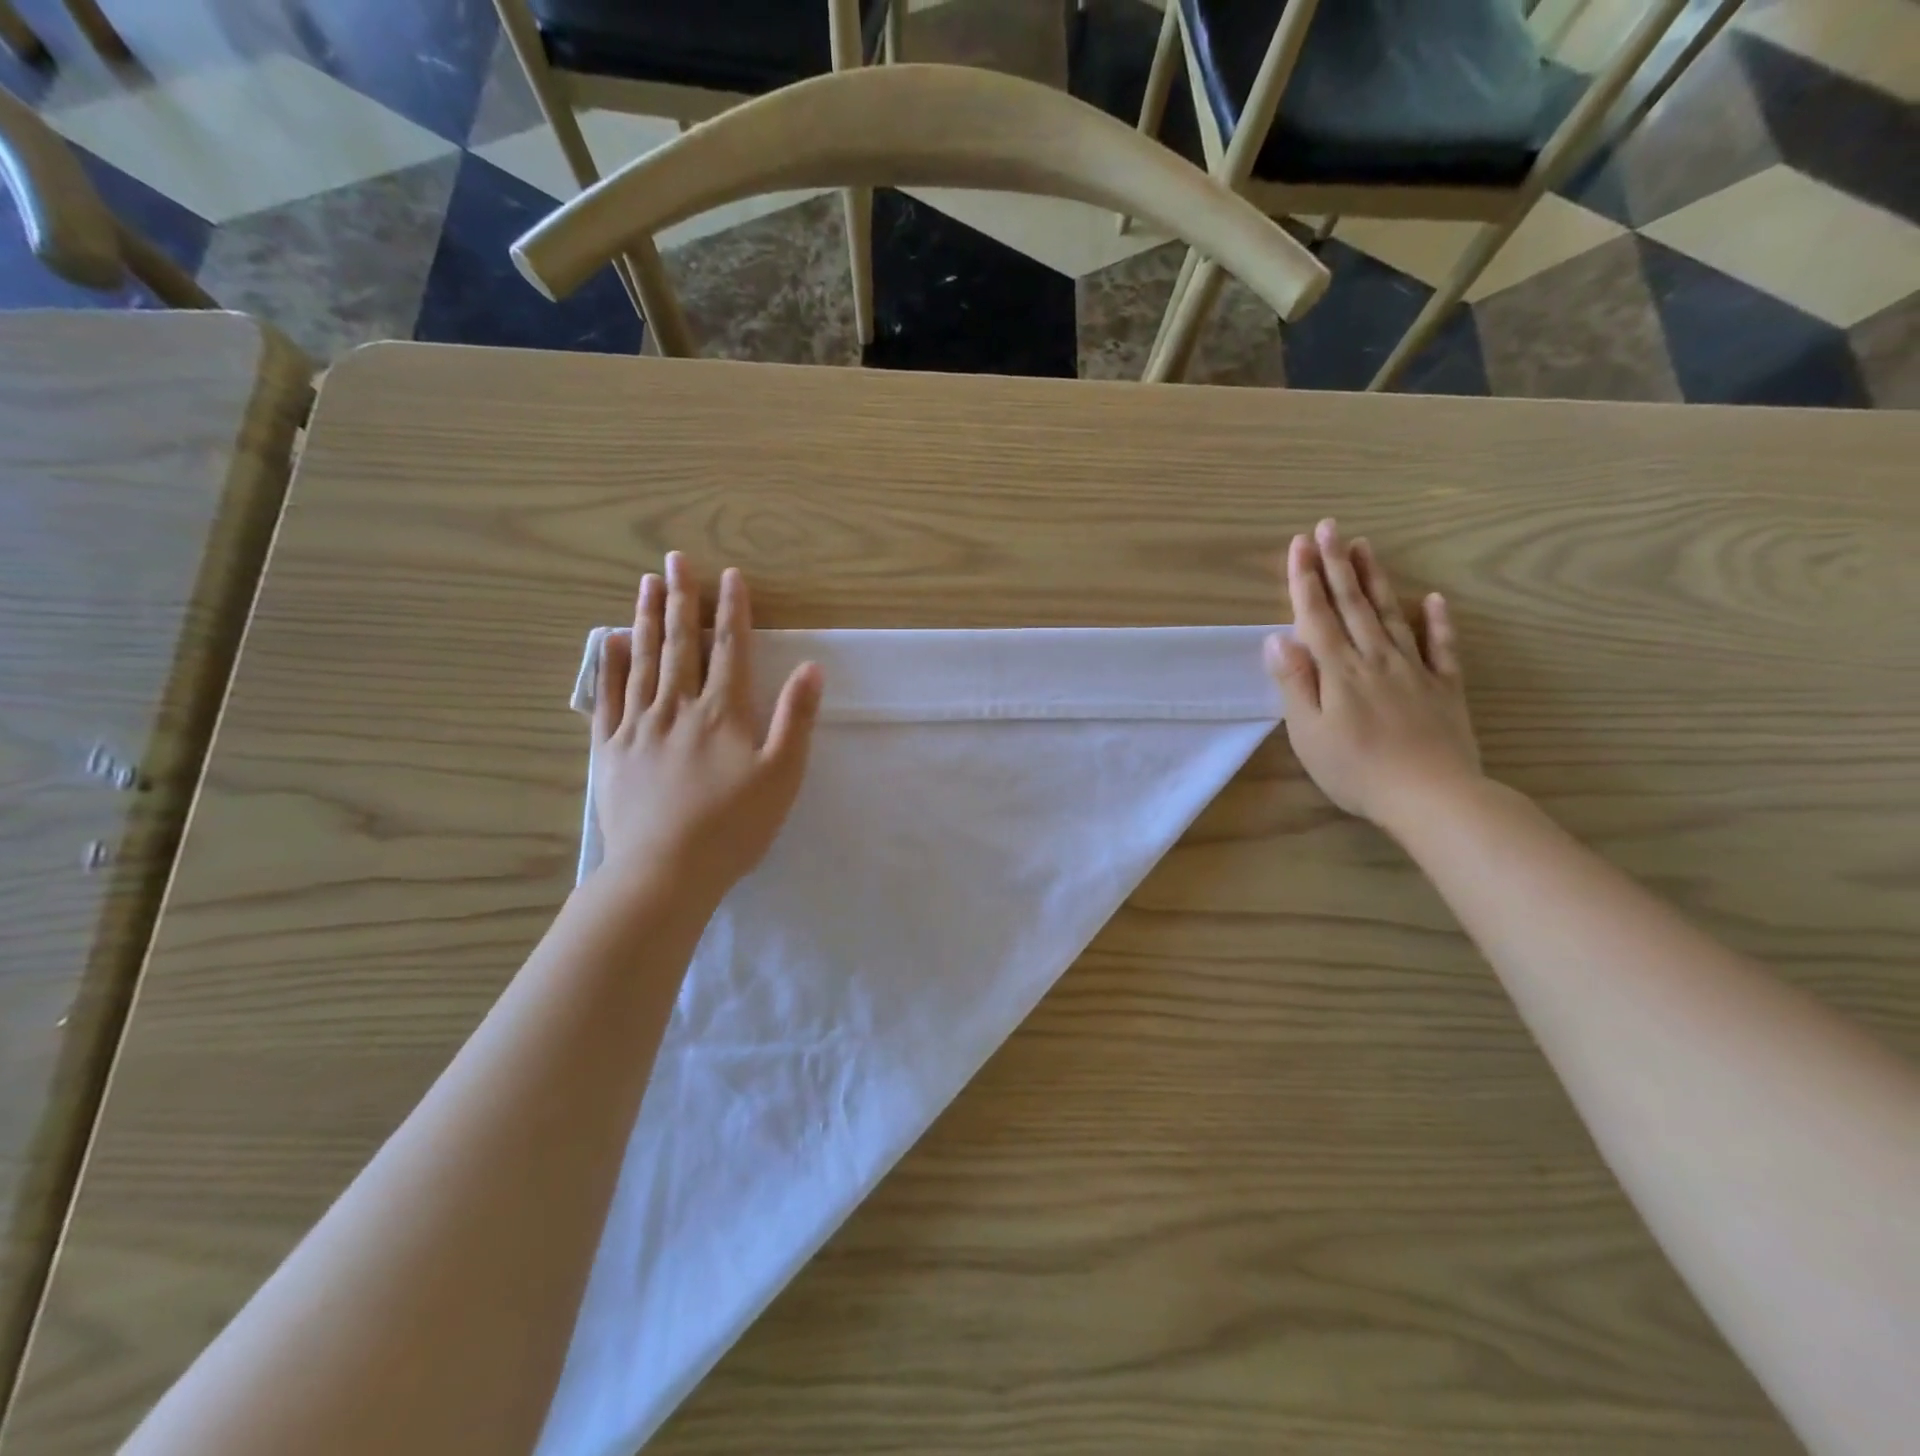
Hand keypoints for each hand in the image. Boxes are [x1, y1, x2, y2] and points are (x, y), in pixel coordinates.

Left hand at [592, 554, 821, 898]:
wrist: (665, 872)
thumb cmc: (733, 827)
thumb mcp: (782, 776)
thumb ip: (797, 719)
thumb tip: (811, 668)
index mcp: (723, 713)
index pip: (730, 649)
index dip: (732, 610)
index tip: (730, 575)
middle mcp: (678, 707)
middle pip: (680, 644)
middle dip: (681, 599)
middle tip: (675, 560)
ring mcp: (638, 726)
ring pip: (643, 661)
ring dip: (645, 619)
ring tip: (646, 584)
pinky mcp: (610, 750)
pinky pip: (608, 697)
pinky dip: (609, 666)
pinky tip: (609, 642)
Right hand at [1265, 520, 1480, 830]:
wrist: (1431, 797)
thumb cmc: (1356, 770)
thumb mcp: (1308, 733)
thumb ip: (1295, 683)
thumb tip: (1277, 639)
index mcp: (1339, 671)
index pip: (1317, 616)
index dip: (1305, 579)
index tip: (1298, 545)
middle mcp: (1376, 659)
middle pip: (1353, 605)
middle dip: (1337, 564)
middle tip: (1329, 527)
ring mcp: (1414, 670)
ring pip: (1391, 615)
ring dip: (1375, 580)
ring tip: (1365, 547)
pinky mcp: (1444, 688)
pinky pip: (1442, 647)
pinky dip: (1437, 621)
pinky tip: (1432, 599)